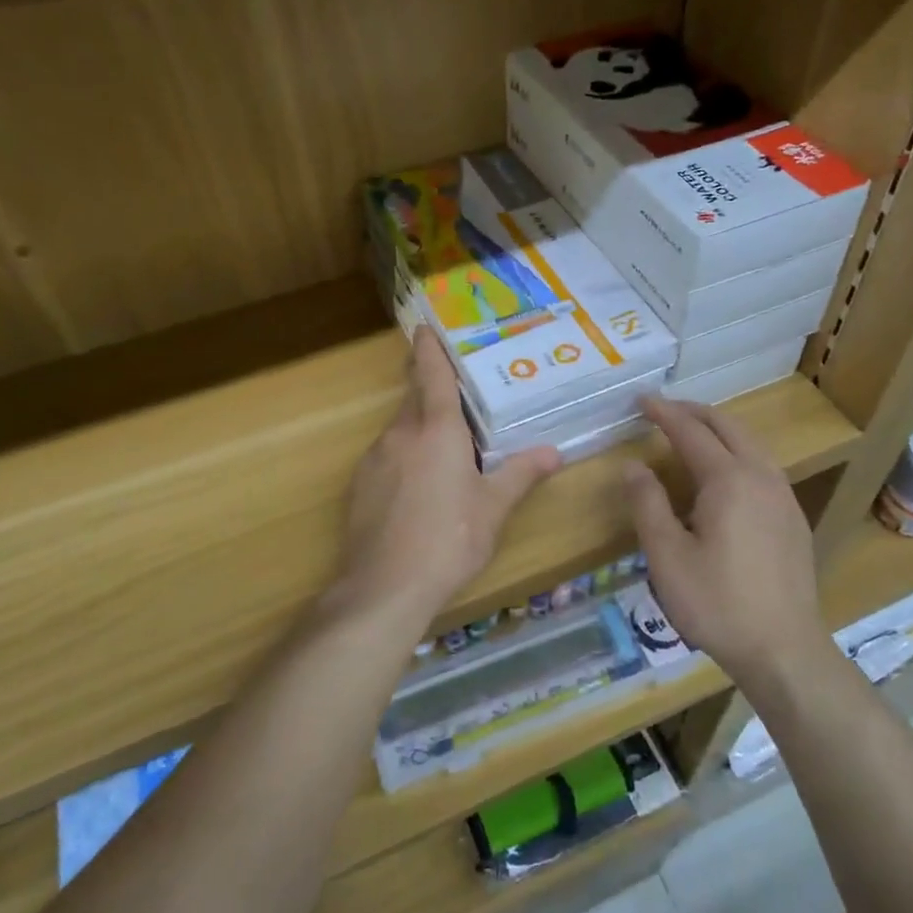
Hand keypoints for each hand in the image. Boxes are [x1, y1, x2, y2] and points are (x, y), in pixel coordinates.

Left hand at [337, 327, 559, 619]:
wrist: (384, 586)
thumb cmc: (449, 539)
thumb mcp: (493, 508)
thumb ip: (521, 474)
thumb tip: (553, 452)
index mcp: (437, 431)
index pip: (433, 376)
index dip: (430, 349)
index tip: (424, 327)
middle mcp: (401, 434)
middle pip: (413, 397)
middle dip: (425, 382)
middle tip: (446, 378)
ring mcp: (375, 458)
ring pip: (399, 428)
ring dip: (418, 425)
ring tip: (442, 444)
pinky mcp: (359, 484)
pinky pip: (386, 455)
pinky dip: (403, 455)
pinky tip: (416, 485)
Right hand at [624, 397, 832, 684]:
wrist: (784, 650)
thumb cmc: (717, 603)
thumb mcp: (667, 557)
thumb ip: (647, 504)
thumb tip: (633, 466)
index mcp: (729, 480)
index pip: (691, 431)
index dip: (663, 413)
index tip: (640, 400)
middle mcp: (761, 476)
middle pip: (727, 426)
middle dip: (693, 412)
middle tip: (663, 410)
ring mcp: (783, 496)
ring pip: (750, 443)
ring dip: (718, 429)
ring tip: (690, 433)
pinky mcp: (793, 518)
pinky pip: (762, 465)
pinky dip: (736, 451)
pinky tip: (724, 473)